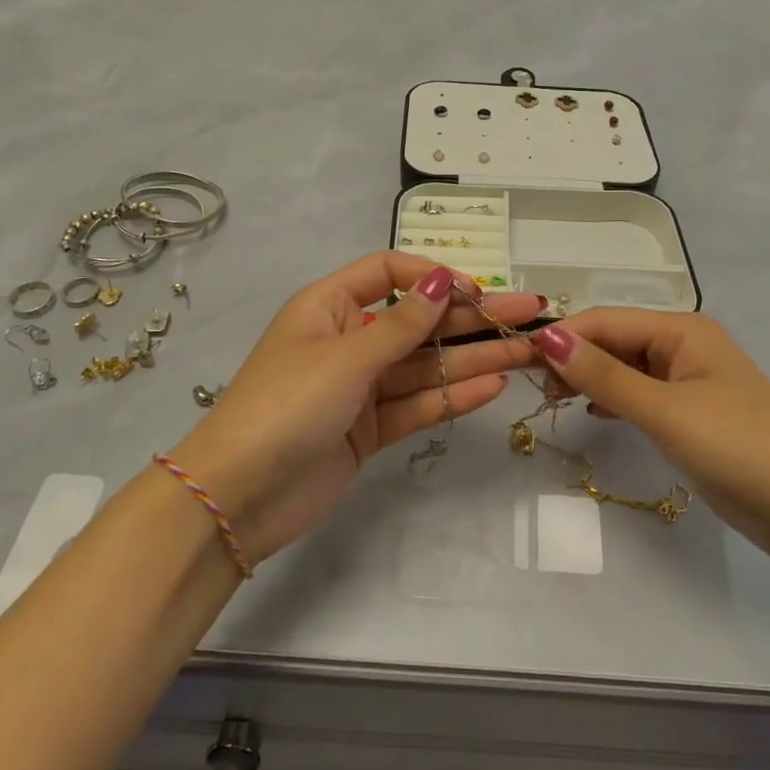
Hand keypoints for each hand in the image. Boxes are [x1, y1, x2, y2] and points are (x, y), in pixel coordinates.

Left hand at [163, 254, 540, 564]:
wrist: (238, 496)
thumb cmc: (286, 405)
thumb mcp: (345, 356)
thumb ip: (402, 324)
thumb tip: (443, 279)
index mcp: (329, 307)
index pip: (389, 273)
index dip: (434, 277)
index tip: (477, 291)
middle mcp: (348, 340)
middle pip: (419, 322)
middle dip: (473, 319)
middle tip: (531, 315)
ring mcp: (360, 388)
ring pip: (425, 366)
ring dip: (474, 359)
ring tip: (528, 353)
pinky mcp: (369, 429)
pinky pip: (417, 404)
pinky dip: (452, 397)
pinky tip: (493, 388)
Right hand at [531, 311, 769, 556]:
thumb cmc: (738, 448)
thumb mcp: (664, 410)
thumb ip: (604, 376)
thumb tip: (548, 337)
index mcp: (682, 330)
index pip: (606, 320)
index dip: (562, 337)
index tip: (518, 362)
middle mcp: (684, 346)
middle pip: (615, 340)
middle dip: (575, 358)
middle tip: (538, 392)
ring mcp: (690, 382)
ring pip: (626, 368)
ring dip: (591, 379)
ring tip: (556, 402)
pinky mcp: (692, 415)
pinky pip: (641, 394)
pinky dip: (614, 400)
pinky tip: (595, 415)